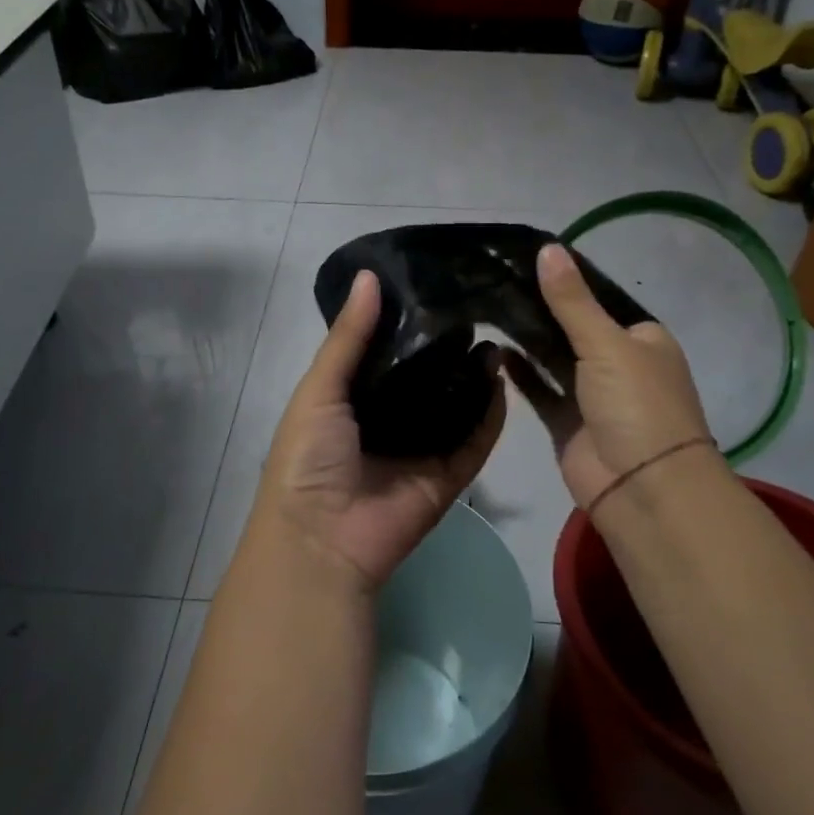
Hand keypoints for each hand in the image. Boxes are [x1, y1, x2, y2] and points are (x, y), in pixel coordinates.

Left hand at [249, 270, 506, 591]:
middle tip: (478, 308)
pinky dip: (491, 417)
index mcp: (354, 398)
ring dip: (475, 378)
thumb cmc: (309, 456)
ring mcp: (421, 449)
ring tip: (497, 337)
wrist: (321, 538)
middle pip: (427, 378)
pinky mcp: (448, 477)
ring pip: (456, 407)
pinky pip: (475, 442)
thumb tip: (370, 276)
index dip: (409, 322)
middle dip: (449, 348)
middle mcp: (390, 419)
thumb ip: (348, 337)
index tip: (437, 286)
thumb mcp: (319, 388)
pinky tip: (504, 380)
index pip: (388, 352)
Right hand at [505, 243, 715, 511]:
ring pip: (553, 359)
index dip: (565, 282)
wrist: (643, 488)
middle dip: (539, 310)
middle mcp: (618, 364)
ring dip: (527, 340)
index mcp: (642, 340)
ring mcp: (591, 395)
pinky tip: (494, 351)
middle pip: (572, 328)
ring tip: (487, 309)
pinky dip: (520, 373)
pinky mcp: (567, 422)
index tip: (521, 262)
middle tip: (493, 283)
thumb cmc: (637, 405)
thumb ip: (572, 301)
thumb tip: (548, 248)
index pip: (599, 300)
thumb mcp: (607, 344)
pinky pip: (540, 390)